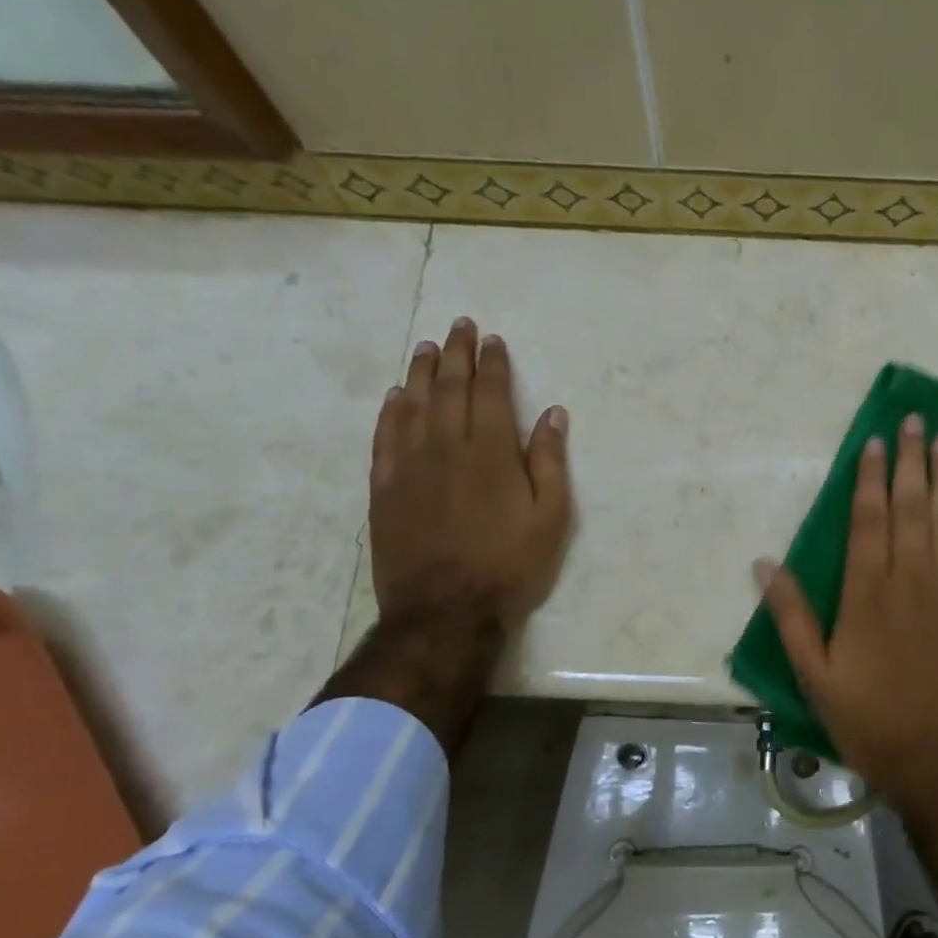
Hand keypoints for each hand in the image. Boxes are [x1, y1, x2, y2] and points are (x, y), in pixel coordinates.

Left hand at [369, 318, 571, 627]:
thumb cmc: (509, 564)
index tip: (493, 340)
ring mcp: (409, 465)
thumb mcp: (551, 517)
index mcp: (491, 452)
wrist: (445, 610)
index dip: (493, 364)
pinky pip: (384, 437)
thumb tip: (552, 414)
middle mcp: (446, 446)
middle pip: (449, 388)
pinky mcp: (384, 488)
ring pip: (413, 405)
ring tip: (427, 348)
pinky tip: (396, 396)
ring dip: (422, 372)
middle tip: (460, 326)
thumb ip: (550, 461)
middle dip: (458, 354)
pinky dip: (390, 411)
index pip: (489, 393)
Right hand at [757, 413, 937, 937]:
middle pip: (911, 506)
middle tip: (916, 421)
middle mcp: (912, 578)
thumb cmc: (872, 721)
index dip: (869, 477)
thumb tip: (764, 564)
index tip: (874, 442)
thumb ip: (791, 617)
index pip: (868, 518)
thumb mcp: (815, 676)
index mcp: (867, 592)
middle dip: (912, 460)